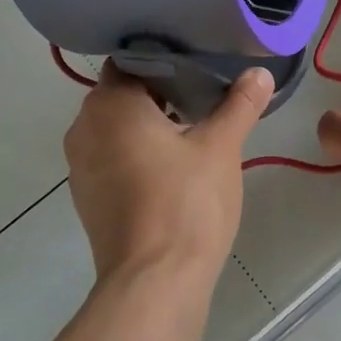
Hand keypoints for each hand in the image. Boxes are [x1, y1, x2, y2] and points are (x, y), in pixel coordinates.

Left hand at [64, 64, 273, 283]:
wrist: (154, 282)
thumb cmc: (186, 202)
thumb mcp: (221, 147)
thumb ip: (239, 104)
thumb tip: (261, 72)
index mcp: (110, 104)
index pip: (131, 60)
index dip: (165, 58)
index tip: (198, 61)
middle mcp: (84, 127)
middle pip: (122, 93)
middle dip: (161, 91)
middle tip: (204, 91)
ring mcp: (80, 166)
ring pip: (116, 128)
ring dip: (149, 124)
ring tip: (193, 125)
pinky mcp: (87, 197)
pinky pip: (111, 157)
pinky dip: (137, 152)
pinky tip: (172, 165)